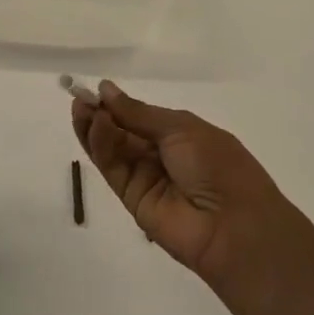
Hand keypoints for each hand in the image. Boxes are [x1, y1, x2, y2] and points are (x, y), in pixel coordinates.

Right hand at [73, 80, 313, 302]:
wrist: (234, 226)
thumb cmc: (218, 166)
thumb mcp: (182, 128)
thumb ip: (138, 113)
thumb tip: (106, 90)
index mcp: (180, 134)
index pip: (140, 116)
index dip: (118, 103)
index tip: (96, 88)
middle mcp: (160, 155)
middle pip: (121, 131)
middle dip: (101, 113)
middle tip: (79, 96)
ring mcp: (145, 178)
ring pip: (112, 149)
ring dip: (95, 127)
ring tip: (80, 107)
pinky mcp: (131, 199)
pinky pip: (113, 168)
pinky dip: (101, 146)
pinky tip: (94, 126)